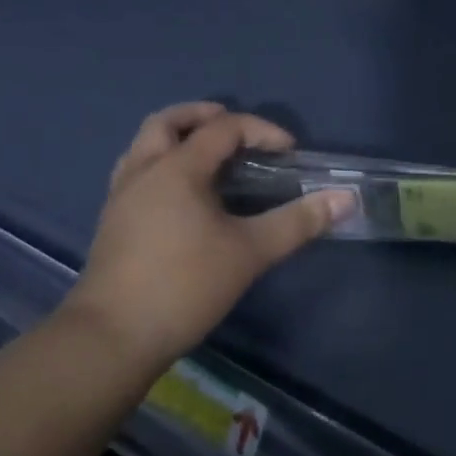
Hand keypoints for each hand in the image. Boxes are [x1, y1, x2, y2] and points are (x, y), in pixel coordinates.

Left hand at [60, 102, 351, 368]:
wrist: (110, 339)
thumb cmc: (183, 286)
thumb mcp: (250, 252)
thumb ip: (298, 222)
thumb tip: (345, 199)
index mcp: (177, 168)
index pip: (223, 128)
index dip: (260, 130)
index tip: (288, 151)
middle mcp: (144, 171)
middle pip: (167, 121)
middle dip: (202, 116)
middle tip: (234, 130)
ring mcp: (121, 196)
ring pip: (144, 145)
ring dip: (176, 138)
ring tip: (206, 157)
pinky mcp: (111, 222)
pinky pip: (135, 172)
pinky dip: (160, 165)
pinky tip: (179, 196)